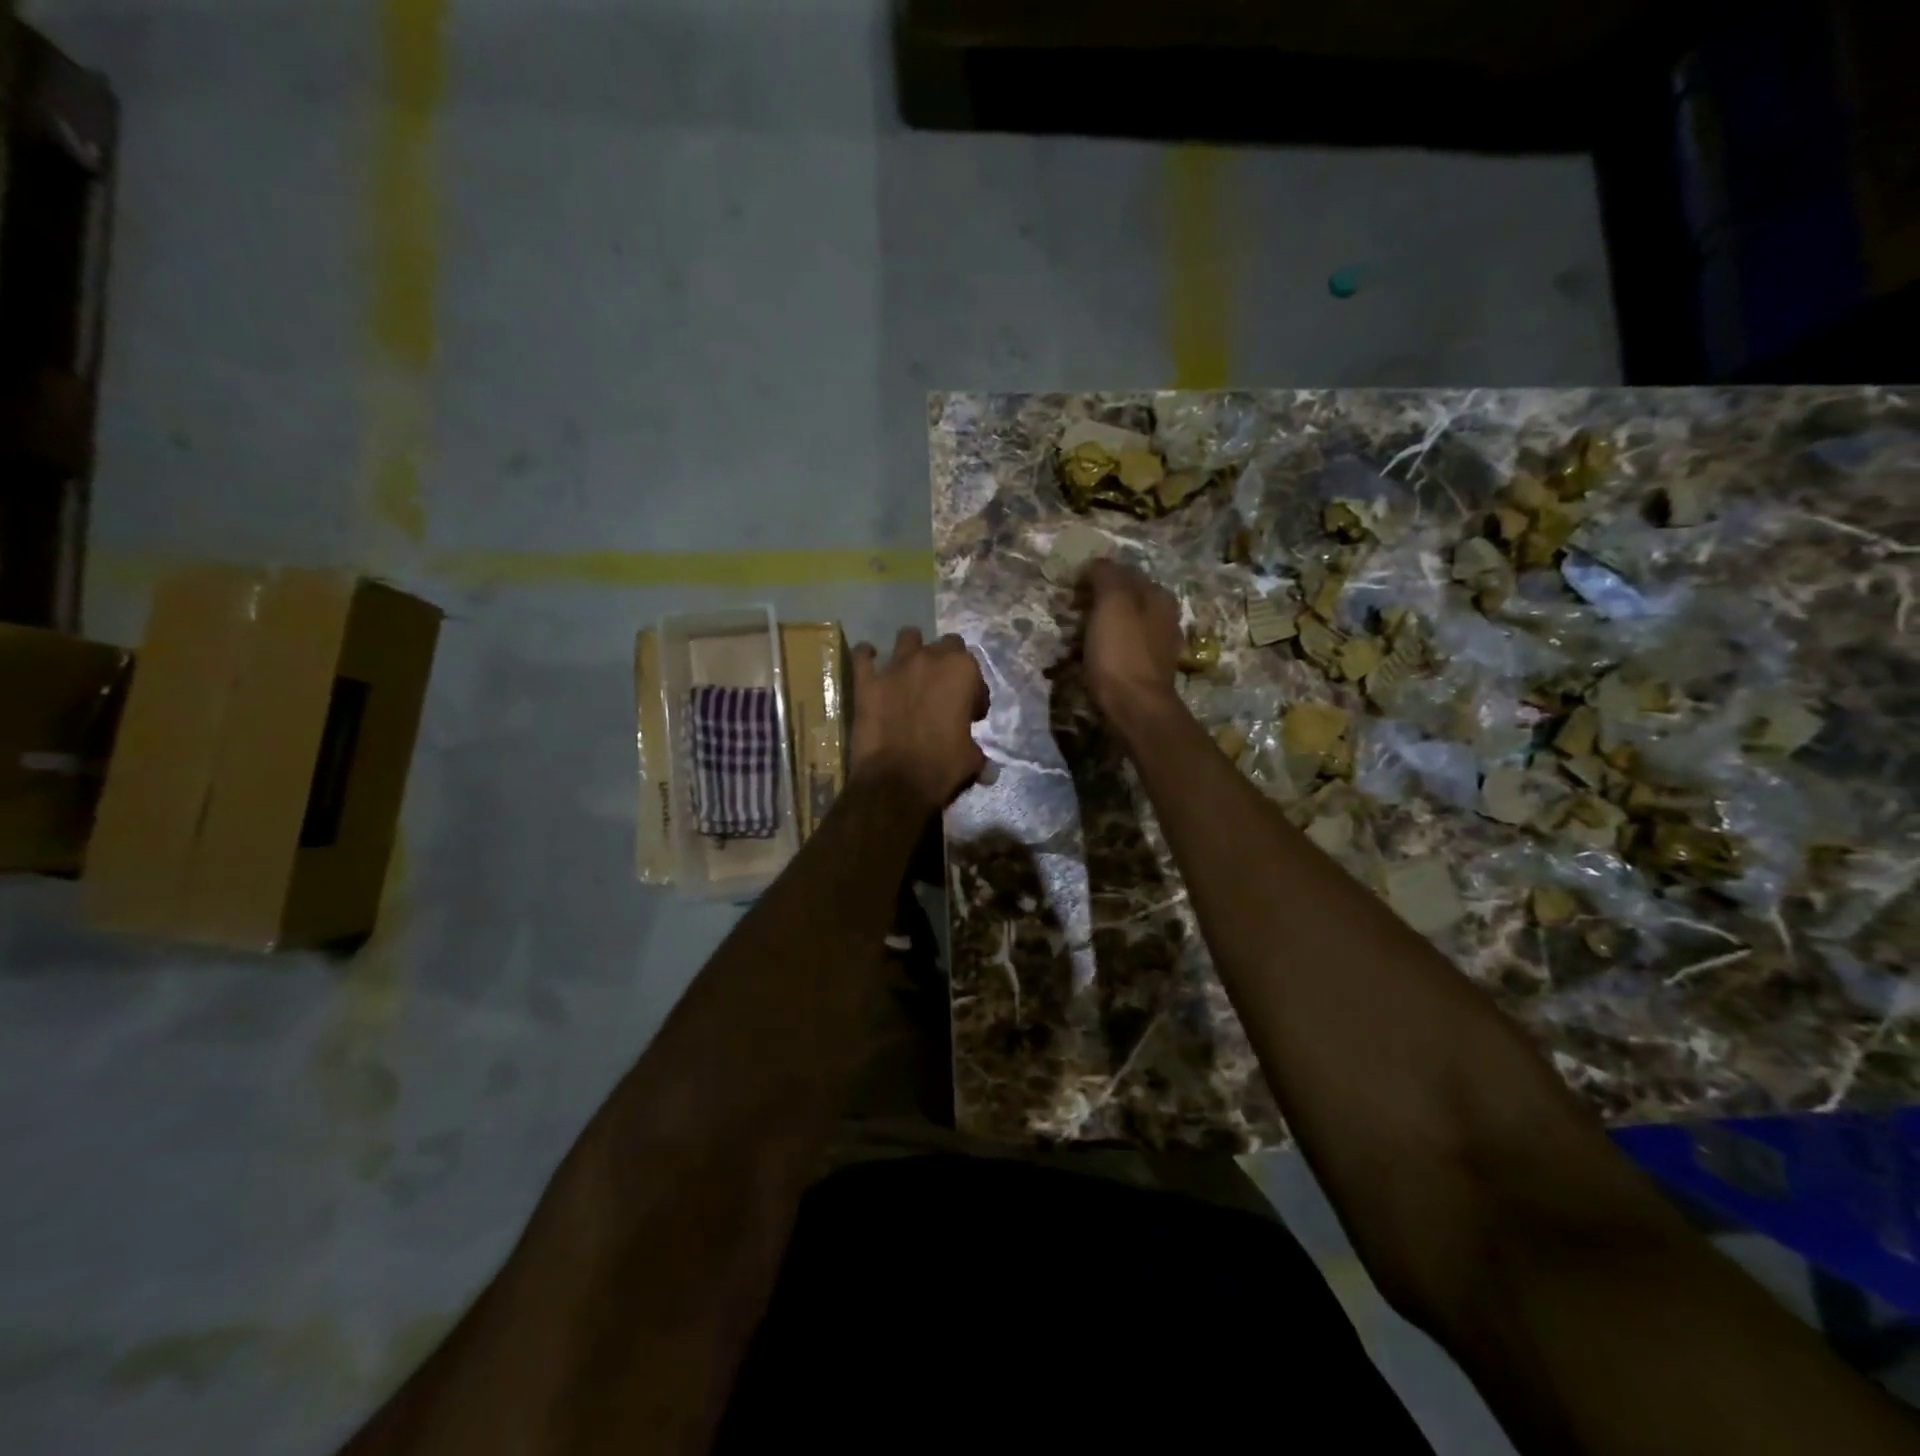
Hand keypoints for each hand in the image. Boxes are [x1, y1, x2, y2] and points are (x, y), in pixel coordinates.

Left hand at [850, 628, 989, 810]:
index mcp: (962, 672)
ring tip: (911, 670)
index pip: (975, 671)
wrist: (896, 781)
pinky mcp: (867, 681)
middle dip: (947, 663)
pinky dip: (867, 656)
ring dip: (912, 650)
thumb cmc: (941, 766)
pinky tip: (870, 661)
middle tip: (943, 690)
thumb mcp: (970, 760)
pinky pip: (863, 655)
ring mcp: (896, 667)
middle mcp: (930, 659)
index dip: (974, 692)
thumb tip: (988, 769)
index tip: (971, 713)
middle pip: (946, 644)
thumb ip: (978, 754)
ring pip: (908, 637)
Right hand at [1081, 559, 1183, 720]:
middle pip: (1122, 600)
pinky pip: (1118, 650)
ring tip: (1071, 639)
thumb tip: (1098, 563)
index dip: (1095, 577)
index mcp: (1158, 596)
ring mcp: (1156, 646)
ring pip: (1119, 625)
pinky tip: (1086, 659)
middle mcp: (1163, 617)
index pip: (1124, 573)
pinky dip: (1101, 650)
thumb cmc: (1121, 652)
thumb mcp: (1112, 602)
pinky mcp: (1144, 671)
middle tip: (1067, 614)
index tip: (1070, 589)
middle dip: (1094, 603)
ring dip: (1095, 628)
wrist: (1134, 708)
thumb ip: (1106, 575)